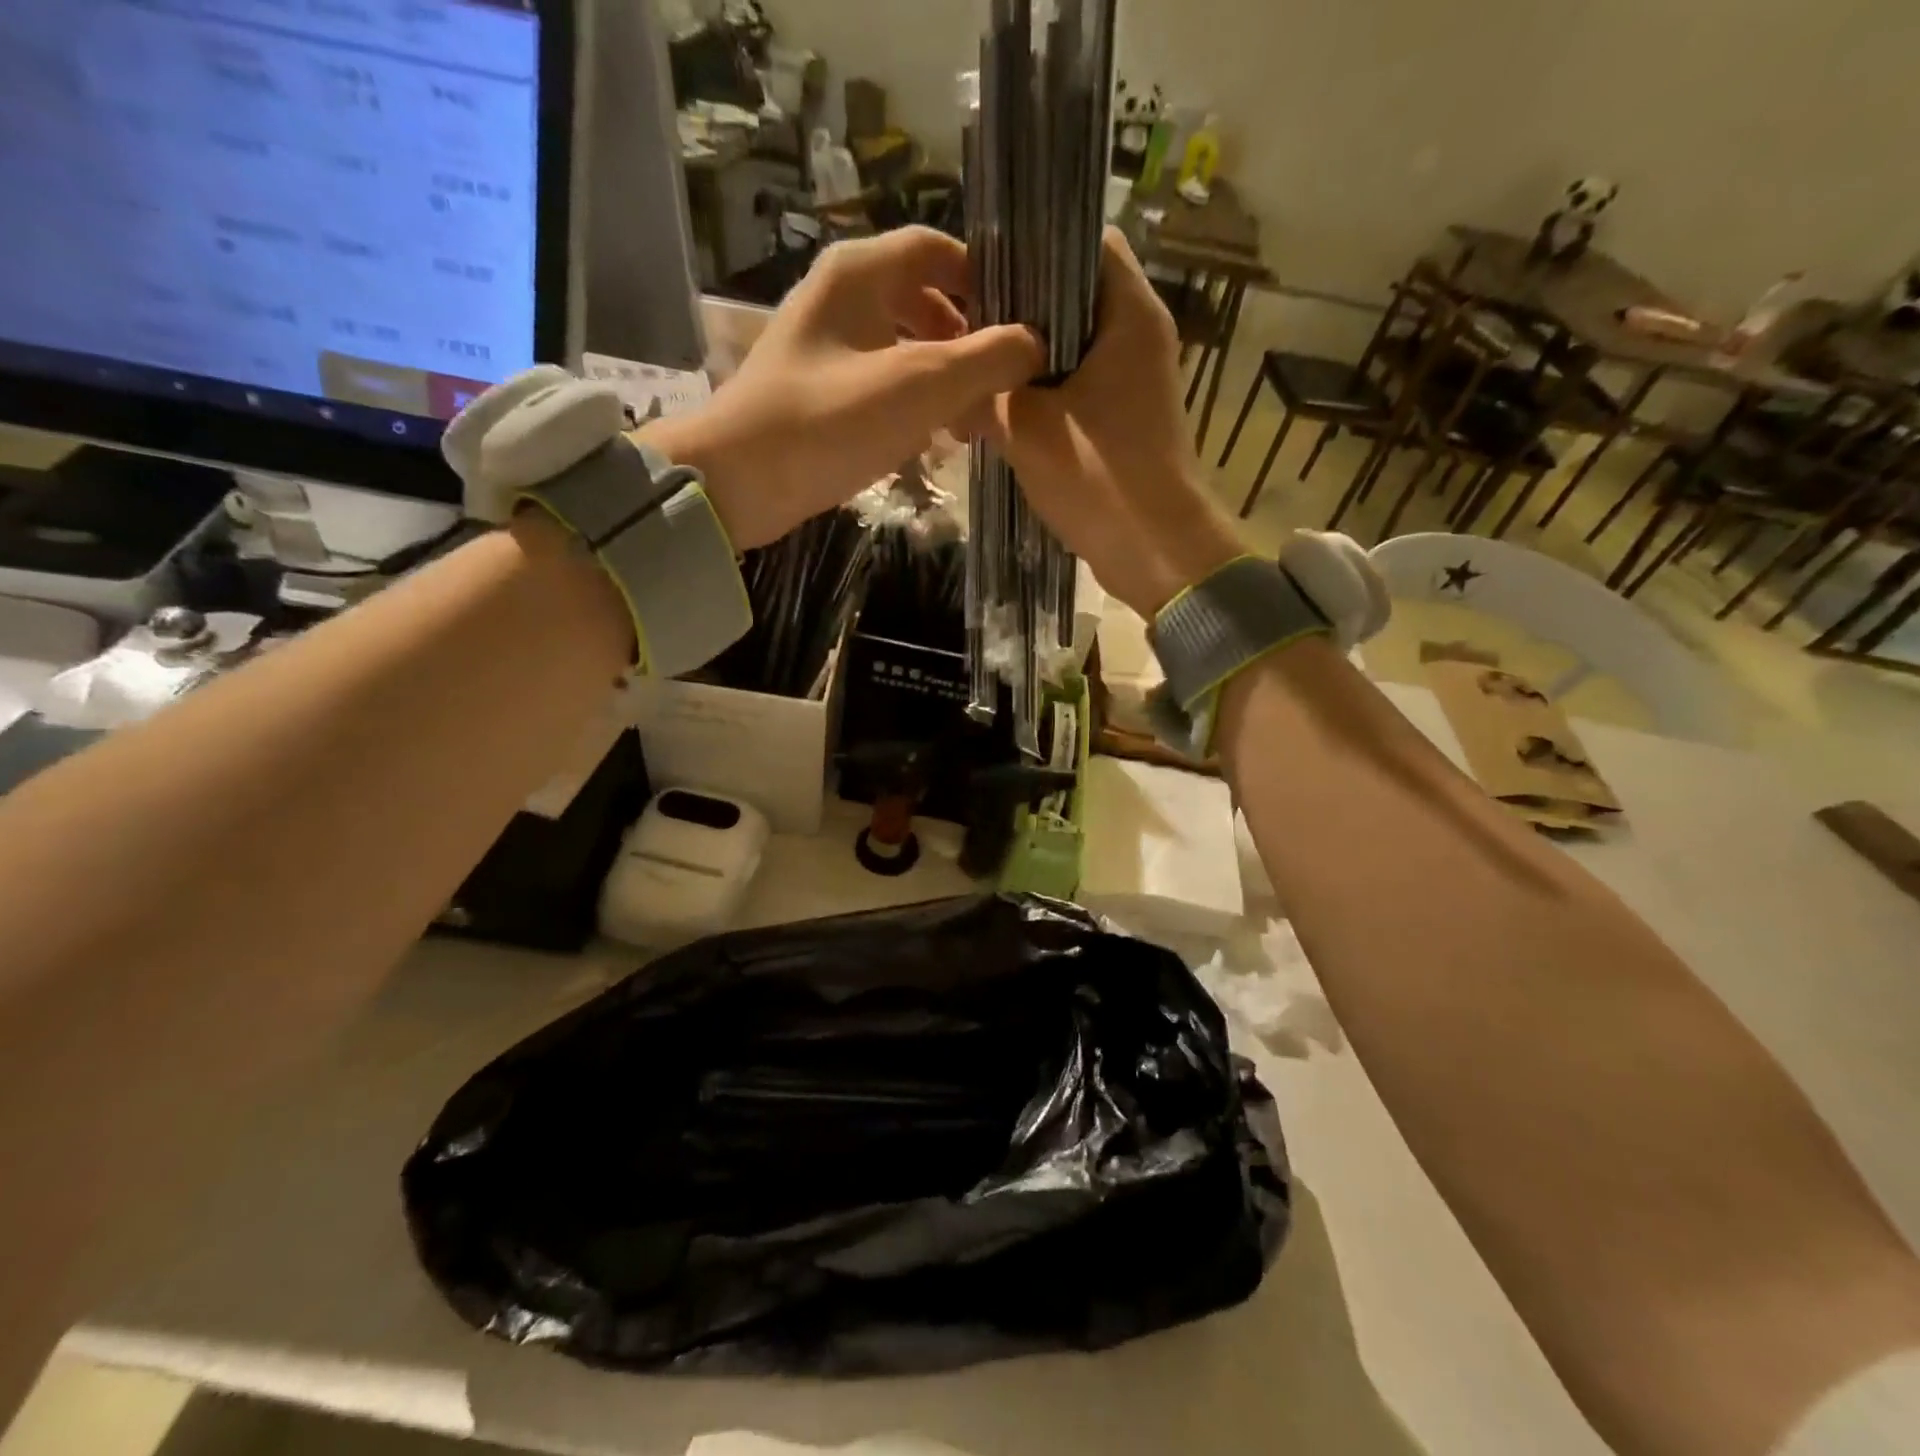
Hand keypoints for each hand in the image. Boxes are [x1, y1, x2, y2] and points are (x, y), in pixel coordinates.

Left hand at [645, 227, 1042, 548]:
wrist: (739, 483)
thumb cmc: (829, 422)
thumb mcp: (919, 386)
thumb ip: (986, 359)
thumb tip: (1034, 345)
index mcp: (858, 273)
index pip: (937, 248)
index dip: (984, 281)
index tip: (1020, 326)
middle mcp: (839, 297)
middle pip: (923, 300)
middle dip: (967, 342)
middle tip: (998, 388)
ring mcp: (824, 347)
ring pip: (902, 346)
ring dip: (942, 380)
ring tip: (970, 425)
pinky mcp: (817, 393)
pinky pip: (879, 383)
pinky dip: (911, 403)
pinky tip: (929, 441)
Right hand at [988, 228, 1239, 615]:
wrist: (1156, 552)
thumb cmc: (1099, 477)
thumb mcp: (1026, 429)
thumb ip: (984, 393)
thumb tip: (949, 381)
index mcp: (1129, 313)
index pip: (1084, 239)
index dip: (1032, 244)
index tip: (982, 267)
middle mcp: (1139, 336)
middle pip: (1073, 295)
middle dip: (1018, 310)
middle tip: (964, 323)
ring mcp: (1136, 381)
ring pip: (1072, 347)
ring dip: (1026, 360)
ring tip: (973, 368)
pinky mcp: (1126, 420)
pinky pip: (1078, 388)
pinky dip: (1043, 394)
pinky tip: (999, 411)